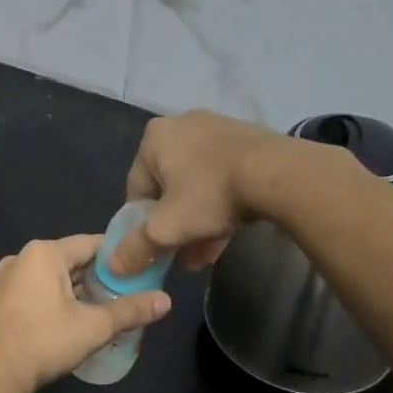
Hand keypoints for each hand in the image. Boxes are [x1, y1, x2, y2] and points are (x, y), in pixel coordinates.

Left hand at [0, 235, 172, 392]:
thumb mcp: (94, 327)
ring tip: (98, 310)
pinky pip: (30, 292)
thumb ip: (131, 311)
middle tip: (123, 295)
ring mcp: (2, 280)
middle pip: (69, 260)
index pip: (91, 244)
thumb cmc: (44, 342)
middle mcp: (19, 258)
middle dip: (95, 277)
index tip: (138, 269)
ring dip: (73, 290)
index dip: (117, 256)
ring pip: (49, 278)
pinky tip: (64, 322)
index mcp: (43, 253)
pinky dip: (50, 300)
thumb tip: (167, 301)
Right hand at [109, 111, 288, 278]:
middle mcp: (182, 125)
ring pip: (197, 185)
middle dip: (174, 226)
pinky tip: (226, 236)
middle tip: (181, 255)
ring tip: (204, 255)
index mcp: (154, 138)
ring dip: (197, 221)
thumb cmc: (210, 195)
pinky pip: (223, 177)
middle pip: (168, 187)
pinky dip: (220, 205)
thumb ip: (136, 248)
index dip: (141, 224)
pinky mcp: (247, 141)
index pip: (136, 188)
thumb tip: (112, 266)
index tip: (154, 248)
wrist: (279, 174)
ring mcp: (217, 130)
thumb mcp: (167, 229)